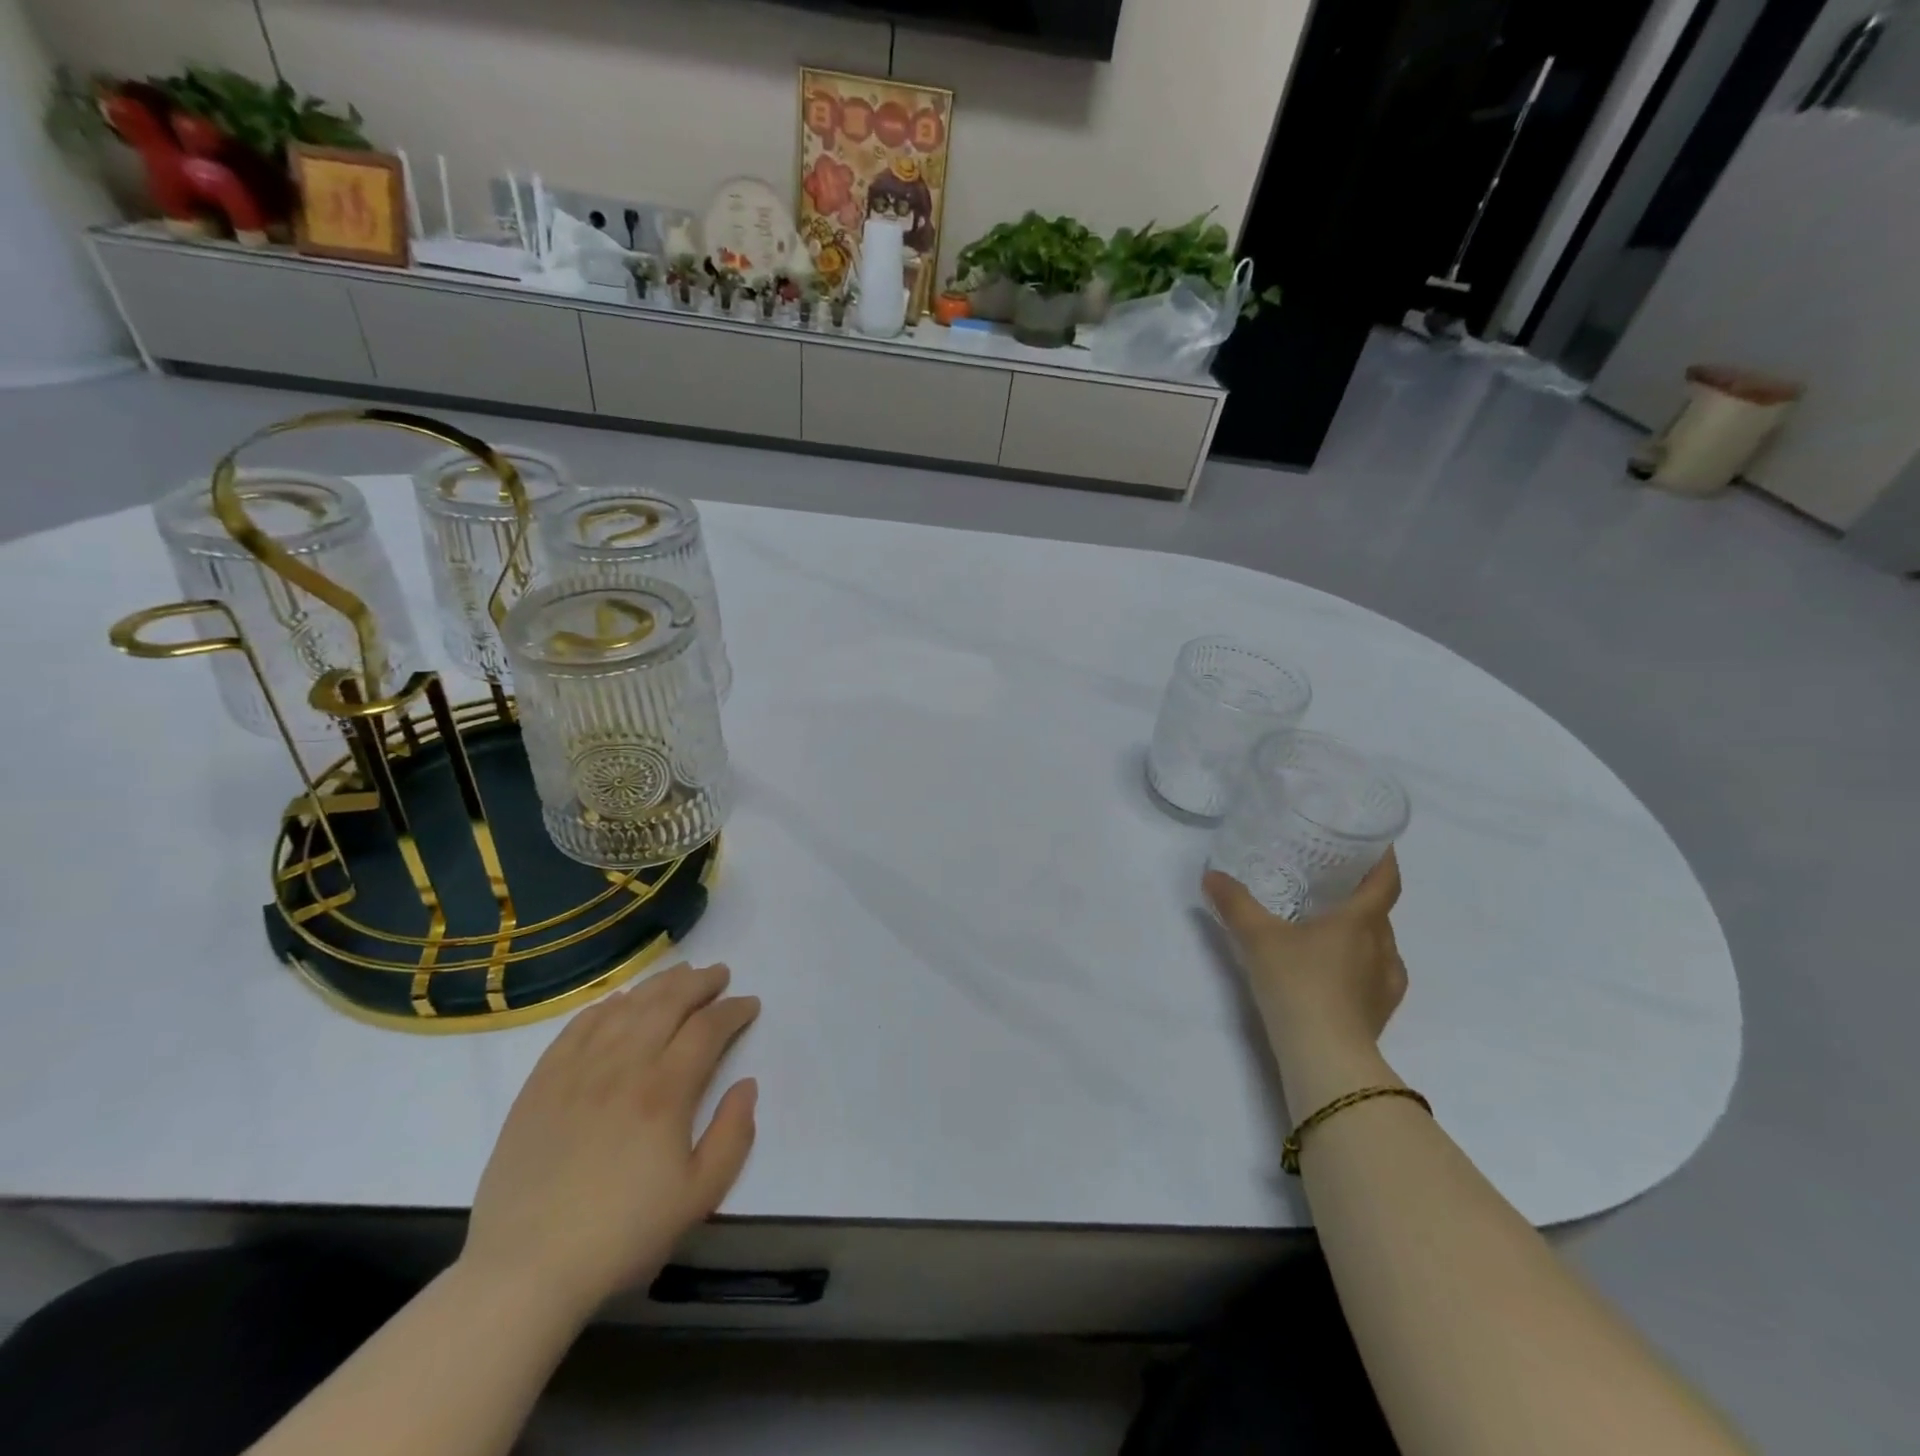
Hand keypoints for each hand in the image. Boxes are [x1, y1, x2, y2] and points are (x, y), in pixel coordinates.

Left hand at [460, 962, 759, 1319]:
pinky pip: (577, 1027)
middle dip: (699, 983)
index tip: (749, 1005)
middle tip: (719, 974)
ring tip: (679, 974)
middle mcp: (623, 1065)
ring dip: (657, 985)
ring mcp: (577, 1070)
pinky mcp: (541, 1084)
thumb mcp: (698, 1197)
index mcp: (665, 1091)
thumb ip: (733, 1135)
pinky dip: (605, 1007)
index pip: (707, 1028)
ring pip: (625, 1007)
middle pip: (667, 1003)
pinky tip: (618, 1003)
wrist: (524, 1271)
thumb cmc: (621, 1236)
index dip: (733, 1010)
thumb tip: (746, 1085)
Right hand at [1203, 852, 1405, 1077]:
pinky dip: (1360, 964)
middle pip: (1380, 913)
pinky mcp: (1379, 1012)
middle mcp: (1382, 947)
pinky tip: (1336, 971)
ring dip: (1362, 932)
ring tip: (1330, 928)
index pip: (1385, 882)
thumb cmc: (1298, 984)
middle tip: (1331, 884)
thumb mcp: (1257, 937)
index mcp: (1361, 921)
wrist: (1325, 1056)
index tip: (1378, 843)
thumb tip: (1212, 876)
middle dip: (1362, 896)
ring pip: (1380, 945)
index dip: (1384, 860)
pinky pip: (1376, 975)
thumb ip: (1235, 904)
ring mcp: (1386, 983)